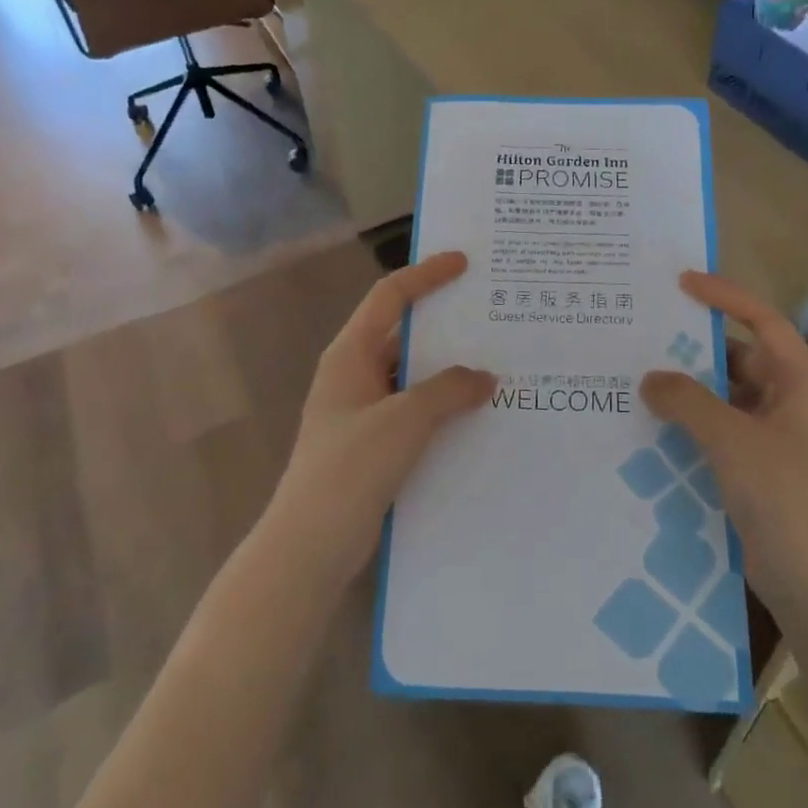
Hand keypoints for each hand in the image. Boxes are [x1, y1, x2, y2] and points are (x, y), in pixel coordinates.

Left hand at [265, 252, 495, 581]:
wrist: (310, 544)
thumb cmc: (350, 469)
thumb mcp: (404, 421)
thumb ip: (447, 391)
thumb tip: (484, 376)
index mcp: (350, 355)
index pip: (389, 297)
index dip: (426, 275)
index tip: (464, 262)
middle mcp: (354, 374)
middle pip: (402, 333)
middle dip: (444, 323)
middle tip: (491, 315)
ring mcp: (362, 411)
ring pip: (411, 375)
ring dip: (447, 370)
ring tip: (496, 363)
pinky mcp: (372, 444)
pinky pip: (413, 410)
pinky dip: (442, 406)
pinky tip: (476, 414)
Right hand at [640, 271, 807, 615]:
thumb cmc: (782, 497)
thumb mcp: (731, 440)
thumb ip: (687, 401)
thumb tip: (651, 379)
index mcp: (801, 384)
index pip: (764, 322)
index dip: (727, 297)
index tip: (684, 283)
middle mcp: (791, 403)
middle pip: (741, 358)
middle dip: (697, 348)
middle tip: (648, 336)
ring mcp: (776, 437)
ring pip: (727, 396)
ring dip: (691, 389)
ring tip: (642, 379)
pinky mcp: (760, 466)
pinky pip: (721, 428)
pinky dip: (693, 422)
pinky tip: (656, 426)